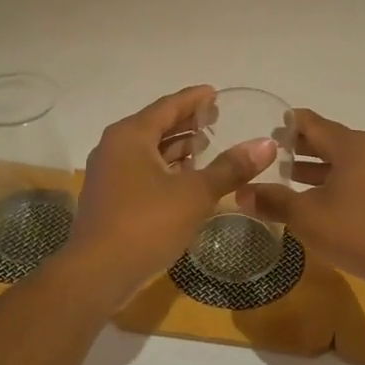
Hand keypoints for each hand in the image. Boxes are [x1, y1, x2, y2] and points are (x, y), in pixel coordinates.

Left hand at [60, 85, 275, 306]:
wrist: (98, 272)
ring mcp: (109, 174)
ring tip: (207, 146)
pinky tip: (187, 179)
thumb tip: (266, 143)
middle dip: (186, 123)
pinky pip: (142, 171)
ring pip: (148, 151)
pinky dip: (166, 169)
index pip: (168, 106)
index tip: (215, 93)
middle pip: (156, 126)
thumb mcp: (195, 194)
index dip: (194, 98)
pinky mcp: (110, 198)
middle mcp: (115, 147)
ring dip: (176, 148)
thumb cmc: (147, 223)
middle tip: (216, 119)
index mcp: (131, 135)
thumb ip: (230, 167)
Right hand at [245, 109, 364, 296]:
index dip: (285, 125)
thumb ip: (273, 201)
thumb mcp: (308, 218)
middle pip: (330, 139)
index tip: (262, 132)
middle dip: (300, 148)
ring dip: (320, 167)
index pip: (311, 122)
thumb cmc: (360, 233)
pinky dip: (340, 179)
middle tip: (270, 158)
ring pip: (347, 158)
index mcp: (352, 144)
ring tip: (290, 179)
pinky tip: (324, 199)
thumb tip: (240, 192)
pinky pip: (362, 174)